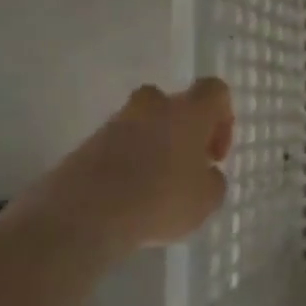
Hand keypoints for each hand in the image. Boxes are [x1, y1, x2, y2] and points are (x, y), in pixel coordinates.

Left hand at [10, 79, 234, 252]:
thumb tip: (205, 174)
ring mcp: (114, 124)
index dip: (222, 118)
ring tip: (155, 189)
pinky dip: (126, 165)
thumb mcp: (207, 200)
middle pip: (173, 104)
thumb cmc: (160, 199)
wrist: (82, 215)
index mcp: (188, 112)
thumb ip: (213, 181)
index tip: (214, 154)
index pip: (214, 90)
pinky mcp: (85, 145)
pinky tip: (128, 199)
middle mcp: (152, 107)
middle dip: (182, 130)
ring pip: (143, 125)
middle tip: (185, 165)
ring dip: (153, 149)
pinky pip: (117, 148)